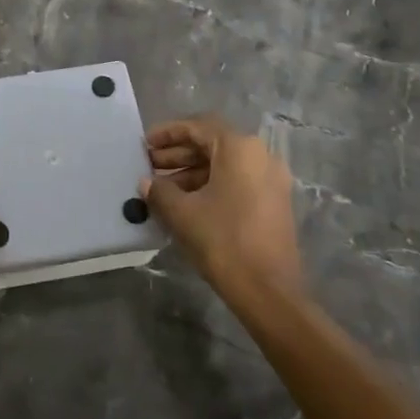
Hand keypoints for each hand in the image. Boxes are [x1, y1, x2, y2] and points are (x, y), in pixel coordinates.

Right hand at [144, 116, 303, 300]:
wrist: (269, 292)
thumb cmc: (223, 241)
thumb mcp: (182, 213)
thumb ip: (160, 191)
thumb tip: (147, 182)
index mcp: (240, 148)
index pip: (198, 126)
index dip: (168, 133)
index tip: (145, 144)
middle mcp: (260, 155)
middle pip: (212, 143)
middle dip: (178, 153)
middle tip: (150, 165)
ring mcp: (271, 180)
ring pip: (225, 164)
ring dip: (192, 171)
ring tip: (162, 188)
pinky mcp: (274, 202)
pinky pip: (237, 181)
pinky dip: (211, 185)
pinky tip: (186, 203)